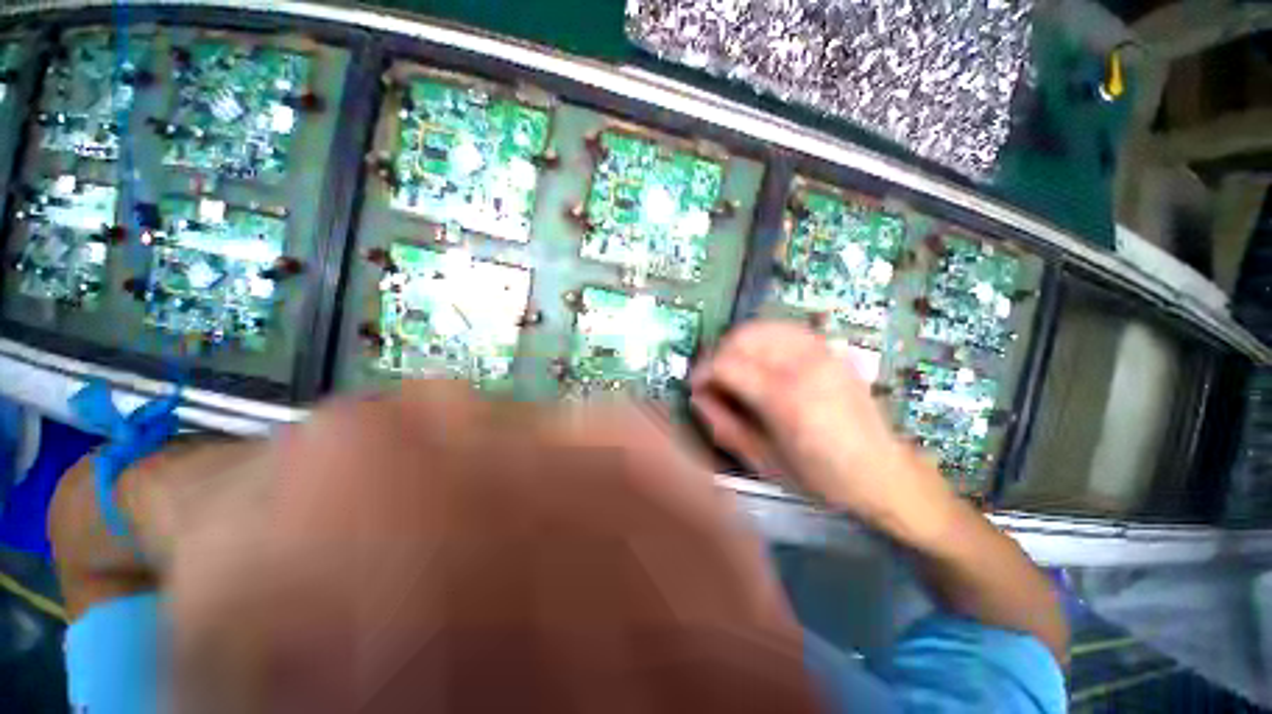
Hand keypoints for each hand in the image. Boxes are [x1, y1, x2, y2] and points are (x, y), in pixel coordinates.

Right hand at [690, 321, 947, 527]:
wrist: (881, 473)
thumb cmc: (818, 477)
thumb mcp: (762, 461)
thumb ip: (723, 425)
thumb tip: (697, 396)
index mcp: (784, 397)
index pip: (726, 364)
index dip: (702, 372)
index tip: (696, 387)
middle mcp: (803, 364)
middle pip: (742, 337)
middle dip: (718, 354)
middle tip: (714, 378)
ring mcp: (820, 351)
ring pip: (761, 326)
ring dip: (738, 343)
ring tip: (734, 368)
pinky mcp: (830, 349)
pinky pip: (784, 329)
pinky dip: (763, 338)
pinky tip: (761, 359)